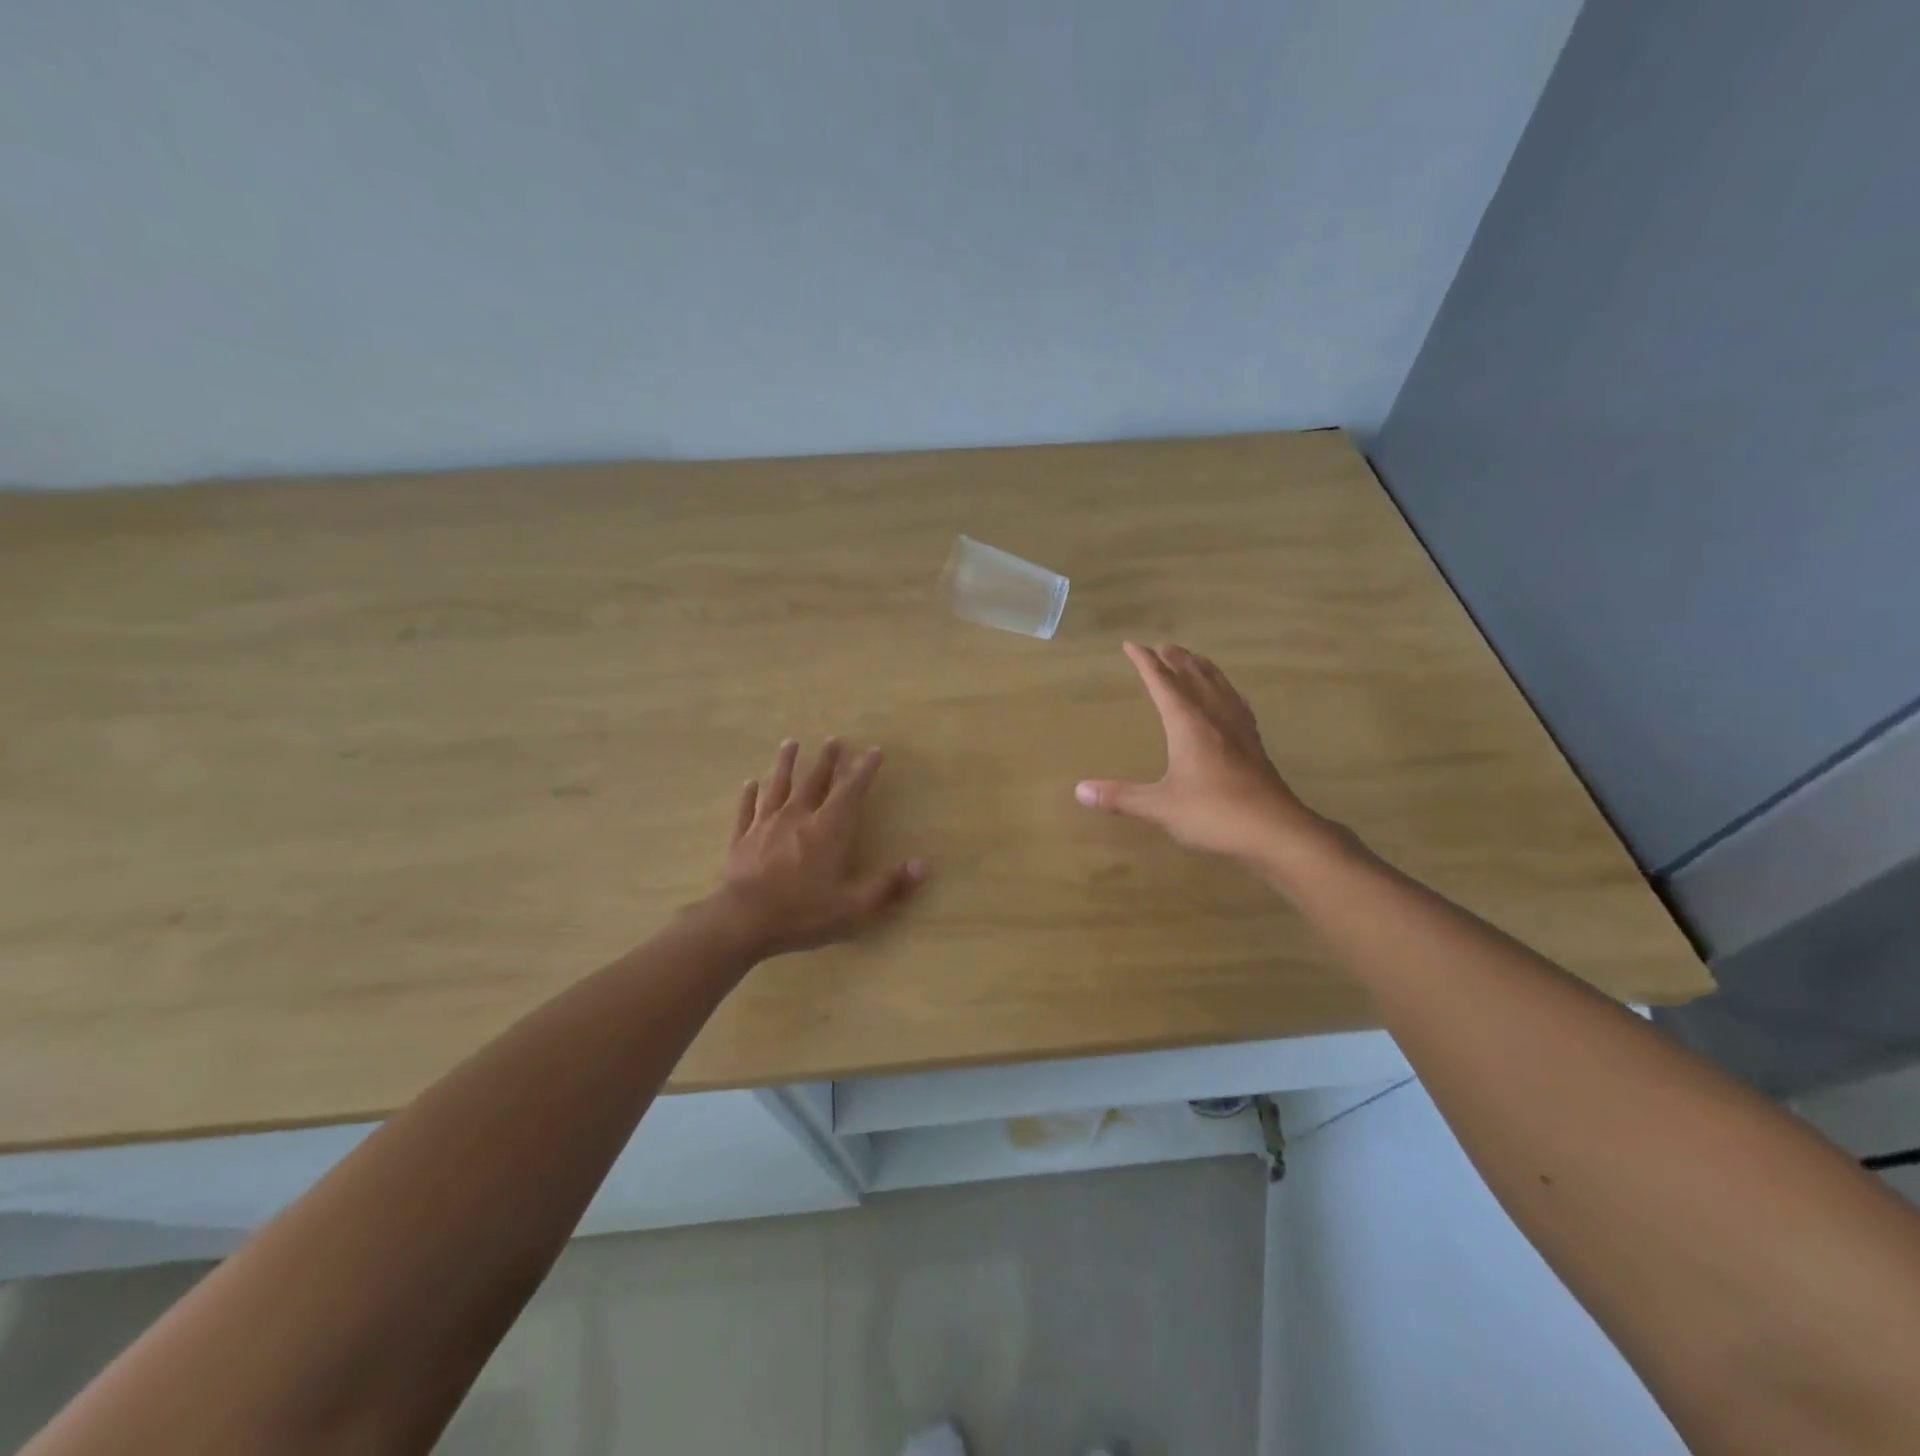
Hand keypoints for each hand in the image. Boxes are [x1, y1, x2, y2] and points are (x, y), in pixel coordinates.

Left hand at [712, 739, 925, 957]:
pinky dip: (750, 795)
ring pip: (778, 786)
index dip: (864, 770)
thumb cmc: (801, 914)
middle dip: (827, 760)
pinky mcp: (742, 839)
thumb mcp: (853, 908)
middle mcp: (798, 818)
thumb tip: (922, 866)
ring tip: (790, 743)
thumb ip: (888, 886)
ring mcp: (766, 826)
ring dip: (786, 764)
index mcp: (828, 830)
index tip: (874, 751)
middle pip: (814, 781)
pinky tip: (750, 784)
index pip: (850, 791)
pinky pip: (747, 810)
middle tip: (834, 740)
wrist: (741, 922)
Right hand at [1075, 643, 1336, 867]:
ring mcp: (1240, 731)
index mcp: (1189, 725)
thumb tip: (1080, 791)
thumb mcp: (1160, 807)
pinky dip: (1227, 692)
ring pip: (1220, 687)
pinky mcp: (1255, 746)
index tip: (1131, 645)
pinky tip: (1229, 700)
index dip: (1145, 663)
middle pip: (1195, 677)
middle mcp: (1215, 718)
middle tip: (1164, 647)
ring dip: (1204, 669)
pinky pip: (1238, 705)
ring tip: (1194, 661)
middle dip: (1177, 660)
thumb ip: (1120, 797)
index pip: (1163, 684)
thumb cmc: (1214, 814)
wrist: (1276, 831)